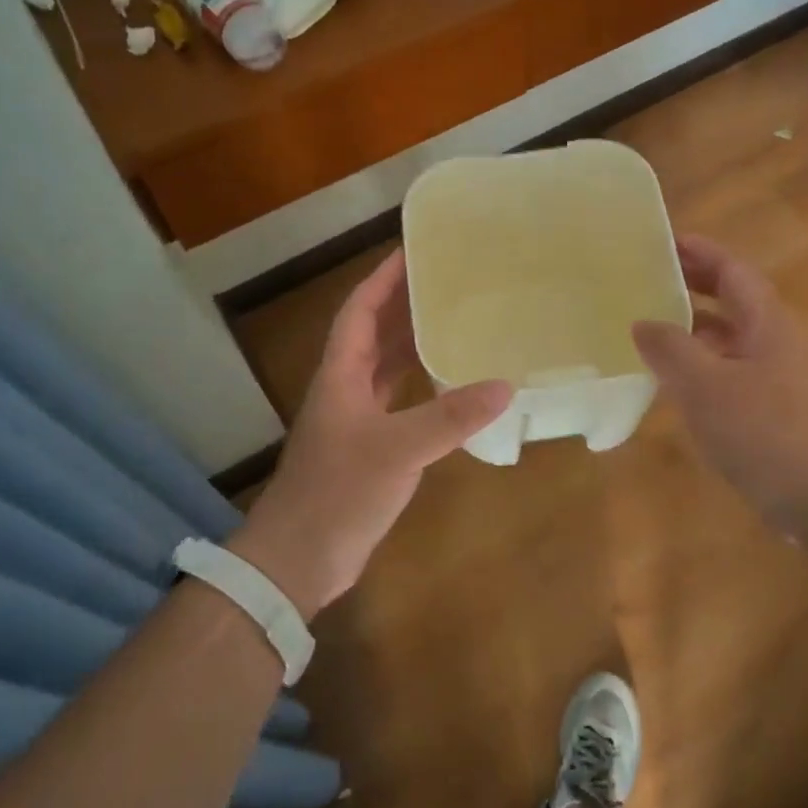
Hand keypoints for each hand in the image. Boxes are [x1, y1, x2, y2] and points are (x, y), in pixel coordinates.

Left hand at [234, 248, 510, 617]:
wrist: (300, 558)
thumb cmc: (339, 491)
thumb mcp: (398, 449)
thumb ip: (451, 417)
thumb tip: (506, 385)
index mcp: (341, 374)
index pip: (360, 309)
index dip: (383, 278)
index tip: (413, 250)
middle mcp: (346, 387)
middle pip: (374, 332)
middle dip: (403, 303)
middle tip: (447, 280)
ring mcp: (356, 419)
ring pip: (386, 367)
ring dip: (413, 342)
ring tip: (455, 320)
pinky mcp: (370, 448)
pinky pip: (399, 401)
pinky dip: (422, 386)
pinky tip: (452, 384)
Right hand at [632, 235, 807, 521]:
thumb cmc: (765, 432)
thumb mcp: (705, 385)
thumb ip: (670, 349)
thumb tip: (642, 322)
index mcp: (765, 323)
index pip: (732, 271)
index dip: (700, 252)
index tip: (663, 242)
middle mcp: (774, 342)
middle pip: (732, 301)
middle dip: (693, 286)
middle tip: (649, 280)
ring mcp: (776, 379)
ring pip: (729, 340)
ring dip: (692, 329)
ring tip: (649, 328)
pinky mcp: (772, 412)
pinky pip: (728, 373)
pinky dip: (699, 366)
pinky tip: (673, 384)